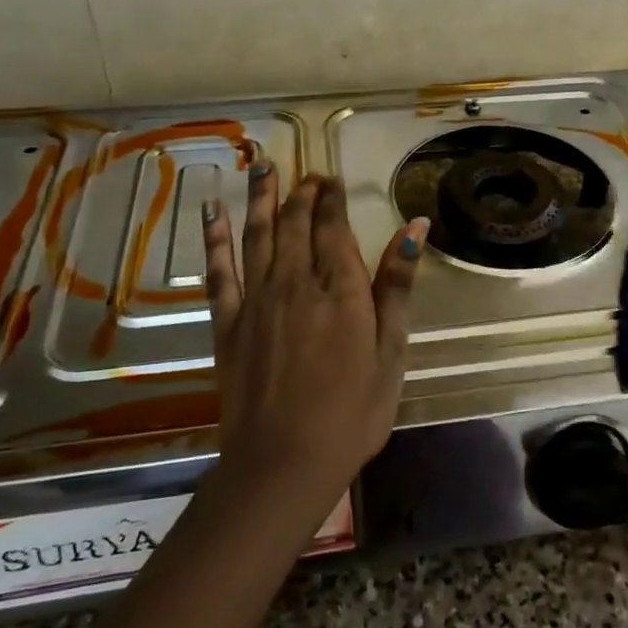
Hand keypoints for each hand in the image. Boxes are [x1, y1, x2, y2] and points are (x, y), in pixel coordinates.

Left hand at [202, 166, 429, 504]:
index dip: (332, 199)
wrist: (283, 462)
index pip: (334, 227)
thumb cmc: (352, 412)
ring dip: (260, 198)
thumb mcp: (391, 351)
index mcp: (340, 288)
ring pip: (257, 234)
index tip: (332, 179)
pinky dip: (214, 238)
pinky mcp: (227, 322)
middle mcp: (295, 281)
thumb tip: (416, 226)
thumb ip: (398, 285)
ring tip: (262, 166)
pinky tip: (211, 212)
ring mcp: (256, 300)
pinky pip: (218, 270)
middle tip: (306, 174)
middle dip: (302, 193)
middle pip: (296, 223)